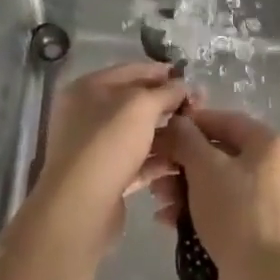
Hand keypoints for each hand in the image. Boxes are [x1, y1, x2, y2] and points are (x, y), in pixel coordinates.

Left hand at [32, 62, 187, 248]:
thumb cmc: (108, 143)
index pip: (131, 71)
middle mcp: (88, 114)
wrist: (81, 208)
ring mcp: (96, 148)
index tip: (189, 77)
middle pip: (134, 103)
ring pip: (137, 134)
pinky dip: (158, 159)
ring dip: (166, 132)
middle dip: (166, 104)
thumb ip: (166, 92)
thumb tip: (185, 85)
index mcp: (88, 88)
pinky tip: (182, 159)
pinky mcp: (106, 178)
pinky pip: (137, 162)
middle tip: (198, 107)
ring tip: (195, 133)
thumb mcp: (142, 107)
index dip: (161, 72)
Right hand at [151, 106, 279, 279]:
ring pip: (218, 185)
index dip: (191, 123)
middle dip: (183, 163)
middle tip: (155, 171)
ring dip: (185, 190)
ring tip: (159, 201)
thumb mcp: (206, 168)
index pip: (225, 120)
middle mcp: (273, 169)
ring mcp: (267, 204)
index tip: (162, 132)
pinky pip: (223, 212)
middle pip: (219, 155)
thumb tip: (178, 122)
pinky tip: (169, 222)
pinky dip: (197, 213)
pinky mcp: (257, 234)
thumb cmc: (238, 212)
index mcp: (268, 145)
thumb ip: (187, 140)